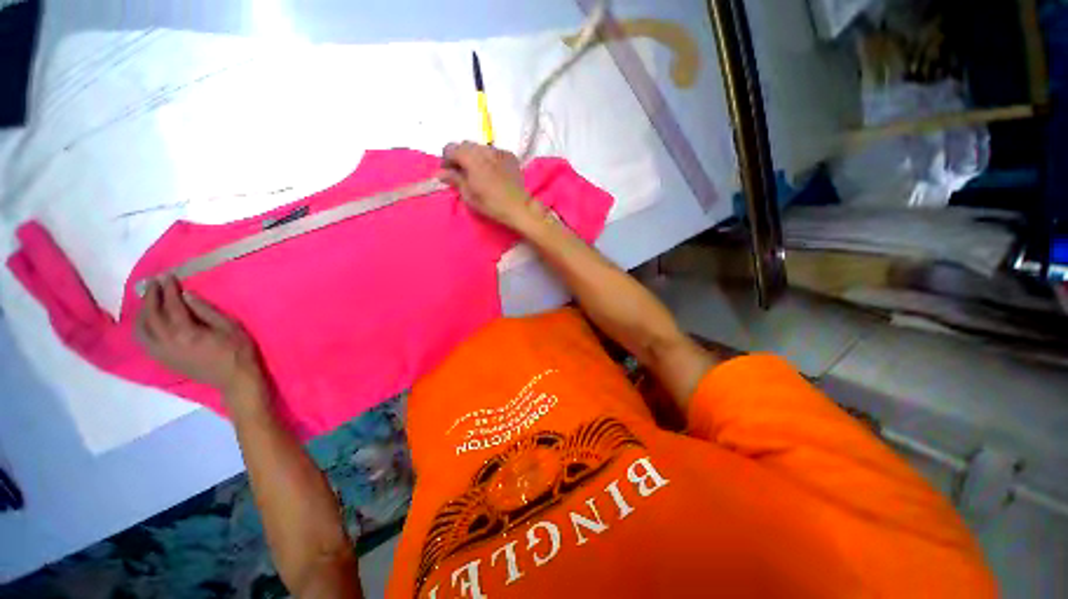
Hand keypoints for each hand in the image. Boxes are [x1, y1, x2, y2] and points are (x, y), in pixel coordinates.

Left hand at [136, 276, 263, 394]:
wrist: (234, 379)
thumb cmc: (237, 351)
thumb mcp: (229, 327)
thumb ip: (206, 311)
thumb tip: (187, 294)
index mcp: (186, 332)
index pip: (171, 306)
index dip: (169, 289)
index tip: (168, 276)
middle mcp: (167, 341)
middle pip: (150, 315)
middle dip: (152, 297)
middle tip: (155, 283)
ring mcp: (162, 352)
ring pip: (141, 329)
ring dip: (142, 312)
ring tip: (149, 301)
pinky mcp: (162, 359)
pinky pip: (143, 341)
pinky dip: (142, 328)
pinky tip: (148, 321)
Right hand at [439, 142, 541, 229]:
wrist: (519, 207)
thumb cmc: (492, 205)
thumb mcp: (469, 196)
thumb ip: (454, 180)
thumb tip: (440, 173)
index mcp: (472, 159)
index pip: (451, 148)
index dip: (446, 159)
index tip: (447, 172)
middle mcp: (485, 150)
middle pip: (465, 145)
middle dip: (460, 156)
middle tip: (461, 172)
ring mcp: (499, 151)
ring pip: (480, 147)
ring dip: (474, 156)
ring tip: (477, 172)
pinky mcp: (510, 156)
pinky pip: (493, 151)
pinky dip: (488, 158)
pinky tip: (491, 171)